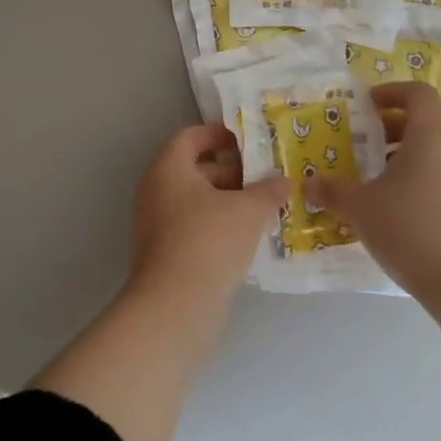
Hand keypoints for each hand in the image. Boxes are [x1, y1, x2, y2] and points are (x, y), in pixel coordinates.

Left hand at [129, 123, 286, 310]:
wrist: (175, 307)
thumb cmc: (209, 241)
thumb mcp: (248, 210)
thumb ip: (268, 190)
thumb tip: (285, 180)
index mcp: (168, 169)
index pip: (190, 137)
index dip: (218, 133)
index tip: (248, 139)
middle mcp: (156, 191)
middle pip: (195, 169)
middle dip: (233, 171)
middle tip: (267, 176)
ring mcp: (157, 225)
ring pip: (197, 201)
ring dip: (229, 201)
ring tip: (266, 207)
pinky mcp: (165, 254)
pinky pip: (195, 227)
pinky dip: (219, 225)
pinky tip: (249, 237)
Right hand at [303, 81, 440, 303]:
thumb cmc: (411, 229)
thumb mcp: (361, 208)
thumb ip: (332, 191)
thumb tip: (306, 183)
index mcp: (429, 137)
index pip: (418, 93)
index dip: (391, 92)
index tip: (365, 105)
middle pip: (423, 122)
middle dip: (388, 127)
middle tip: (358, 142)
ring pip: (430, 152)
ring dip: (399, 156)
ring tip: (369, 177)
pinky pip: (437, 176)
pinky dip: (413, 178)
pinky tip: (389, 207)